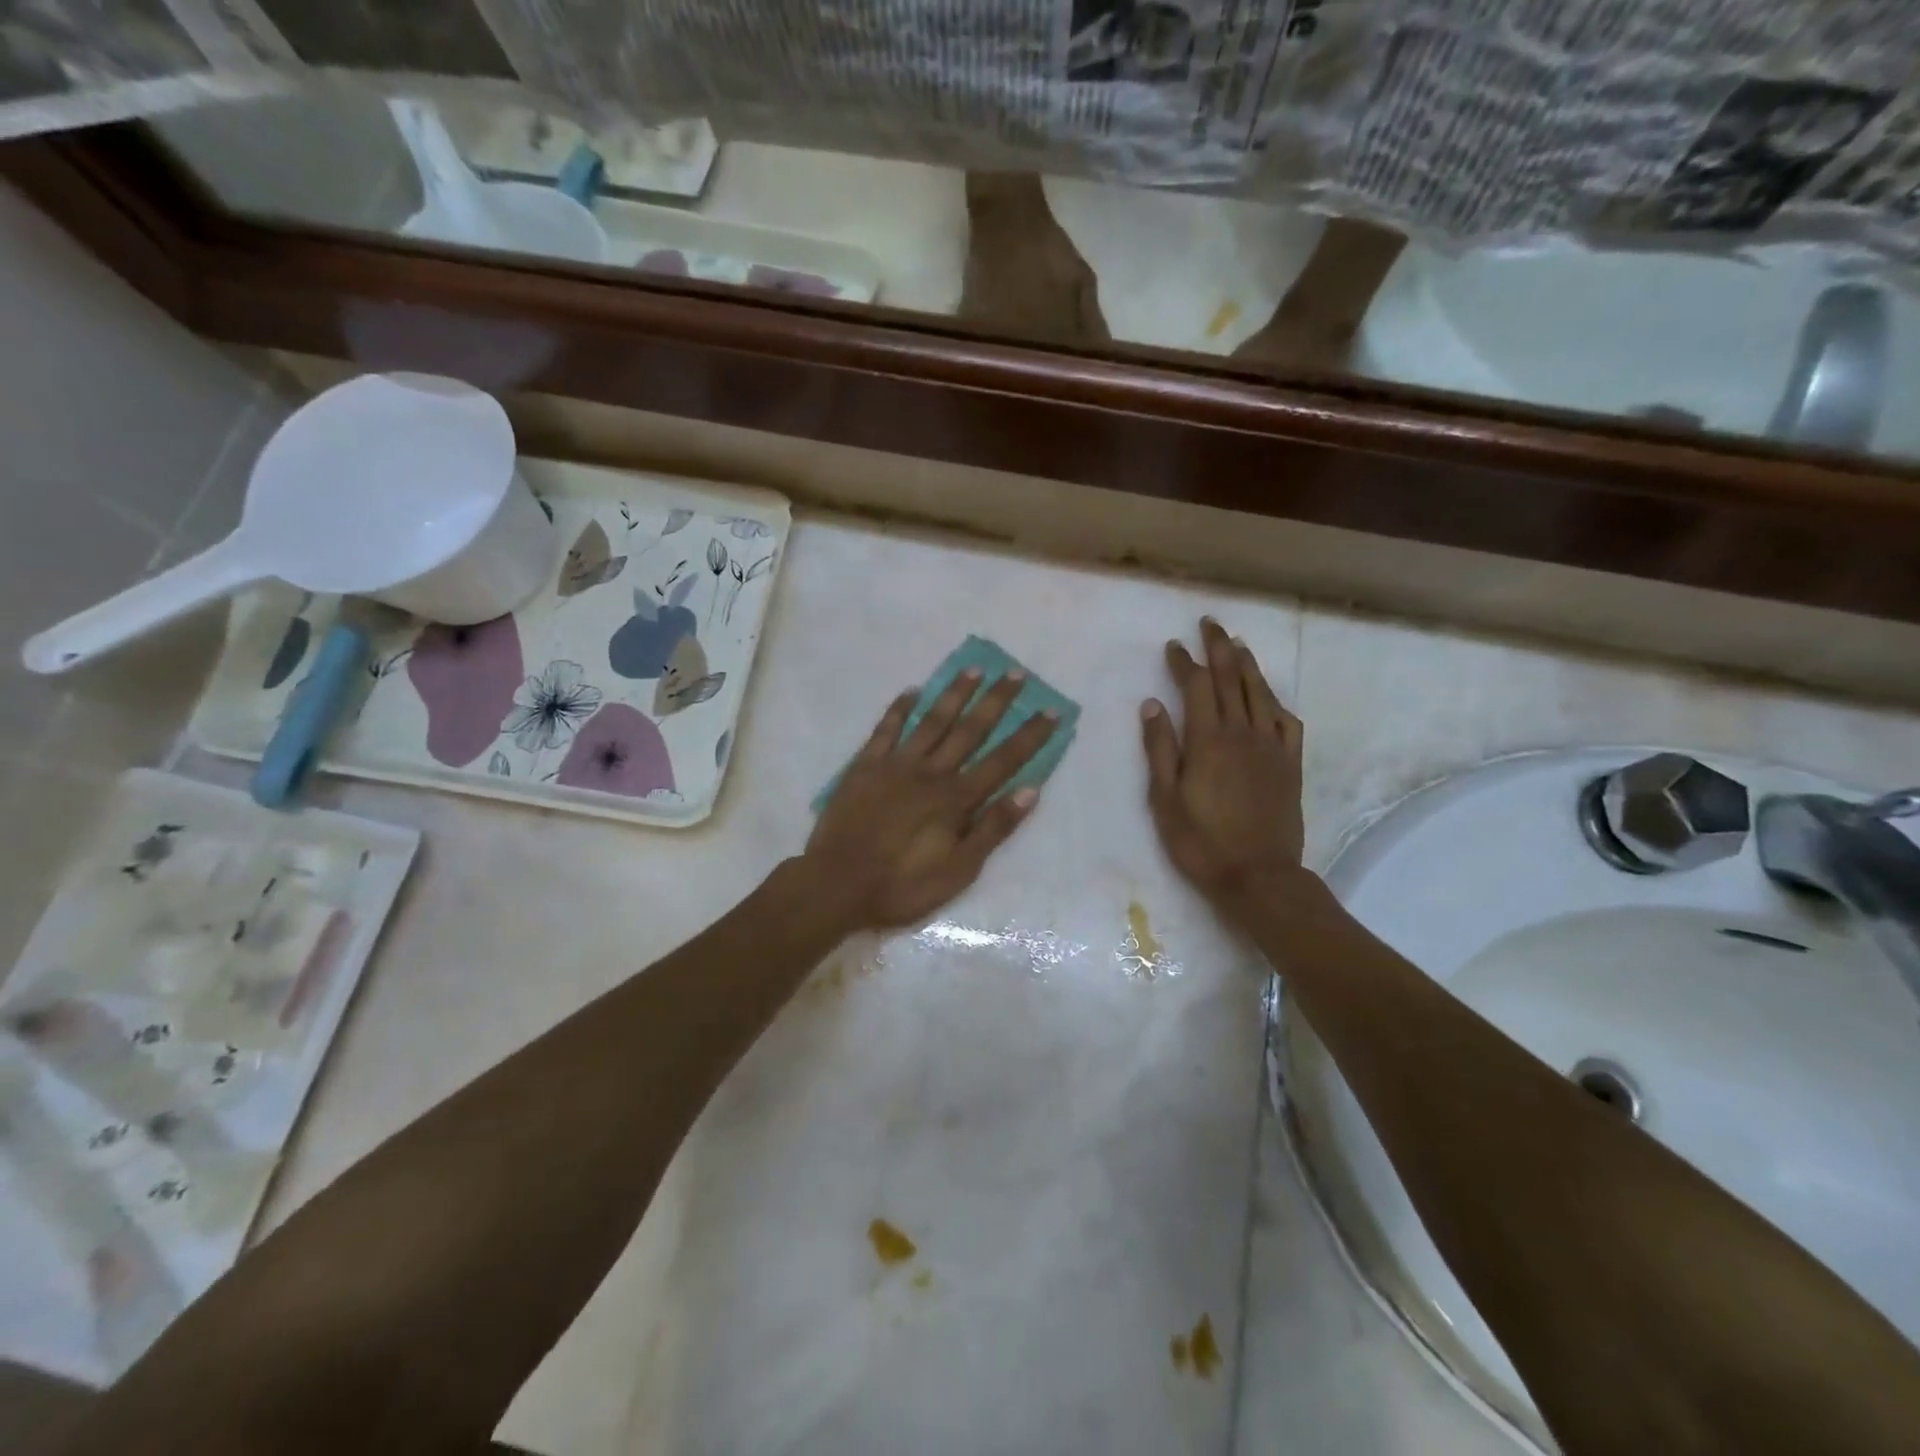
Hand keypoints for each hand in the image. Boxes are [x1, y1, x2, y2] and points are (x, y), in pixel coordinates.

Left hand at [802, 668, 1057, 930]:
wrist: (837, 884)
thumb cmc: (902, 885)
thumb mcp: (959, 870)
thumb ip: (993, 829)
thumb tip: (1030, 790)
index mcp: (956, 799)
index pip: (1003, 760)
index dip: (1029, 736)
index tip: (1051, 710)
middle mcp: (931, 772)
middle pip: (970, 730)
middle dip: (996, 701)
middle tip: (1016, 673)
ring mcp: (896, 765)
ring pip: (932, 721)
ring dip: (954, 694)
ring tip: (973, 669)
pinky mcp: (865, 766)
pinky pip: (886, 729)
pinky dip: (900, 709)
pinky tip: (912, 691)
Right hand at [1142, 619, 1304, 913]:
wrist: (1259, 876)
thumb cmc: (1201, 841)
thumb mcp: (1164, 799)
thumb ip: (1159, 749)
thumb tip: (1152, 704)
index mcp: (1208, 740)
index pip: (1197, 686)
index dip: (1185, 662)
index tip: (1174, 645)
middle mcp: (1243, 733)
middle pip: (1233, 679)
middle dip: (1219, 648)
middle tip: (1211, 624)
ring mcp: (1272, 748)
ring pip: (1262, 694)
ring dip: (1249, 665)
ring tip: (1238, 645)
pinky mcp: (1291, 765)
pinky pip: (1288, 723)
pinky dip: (1277, 702)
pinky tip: (1270, 697)